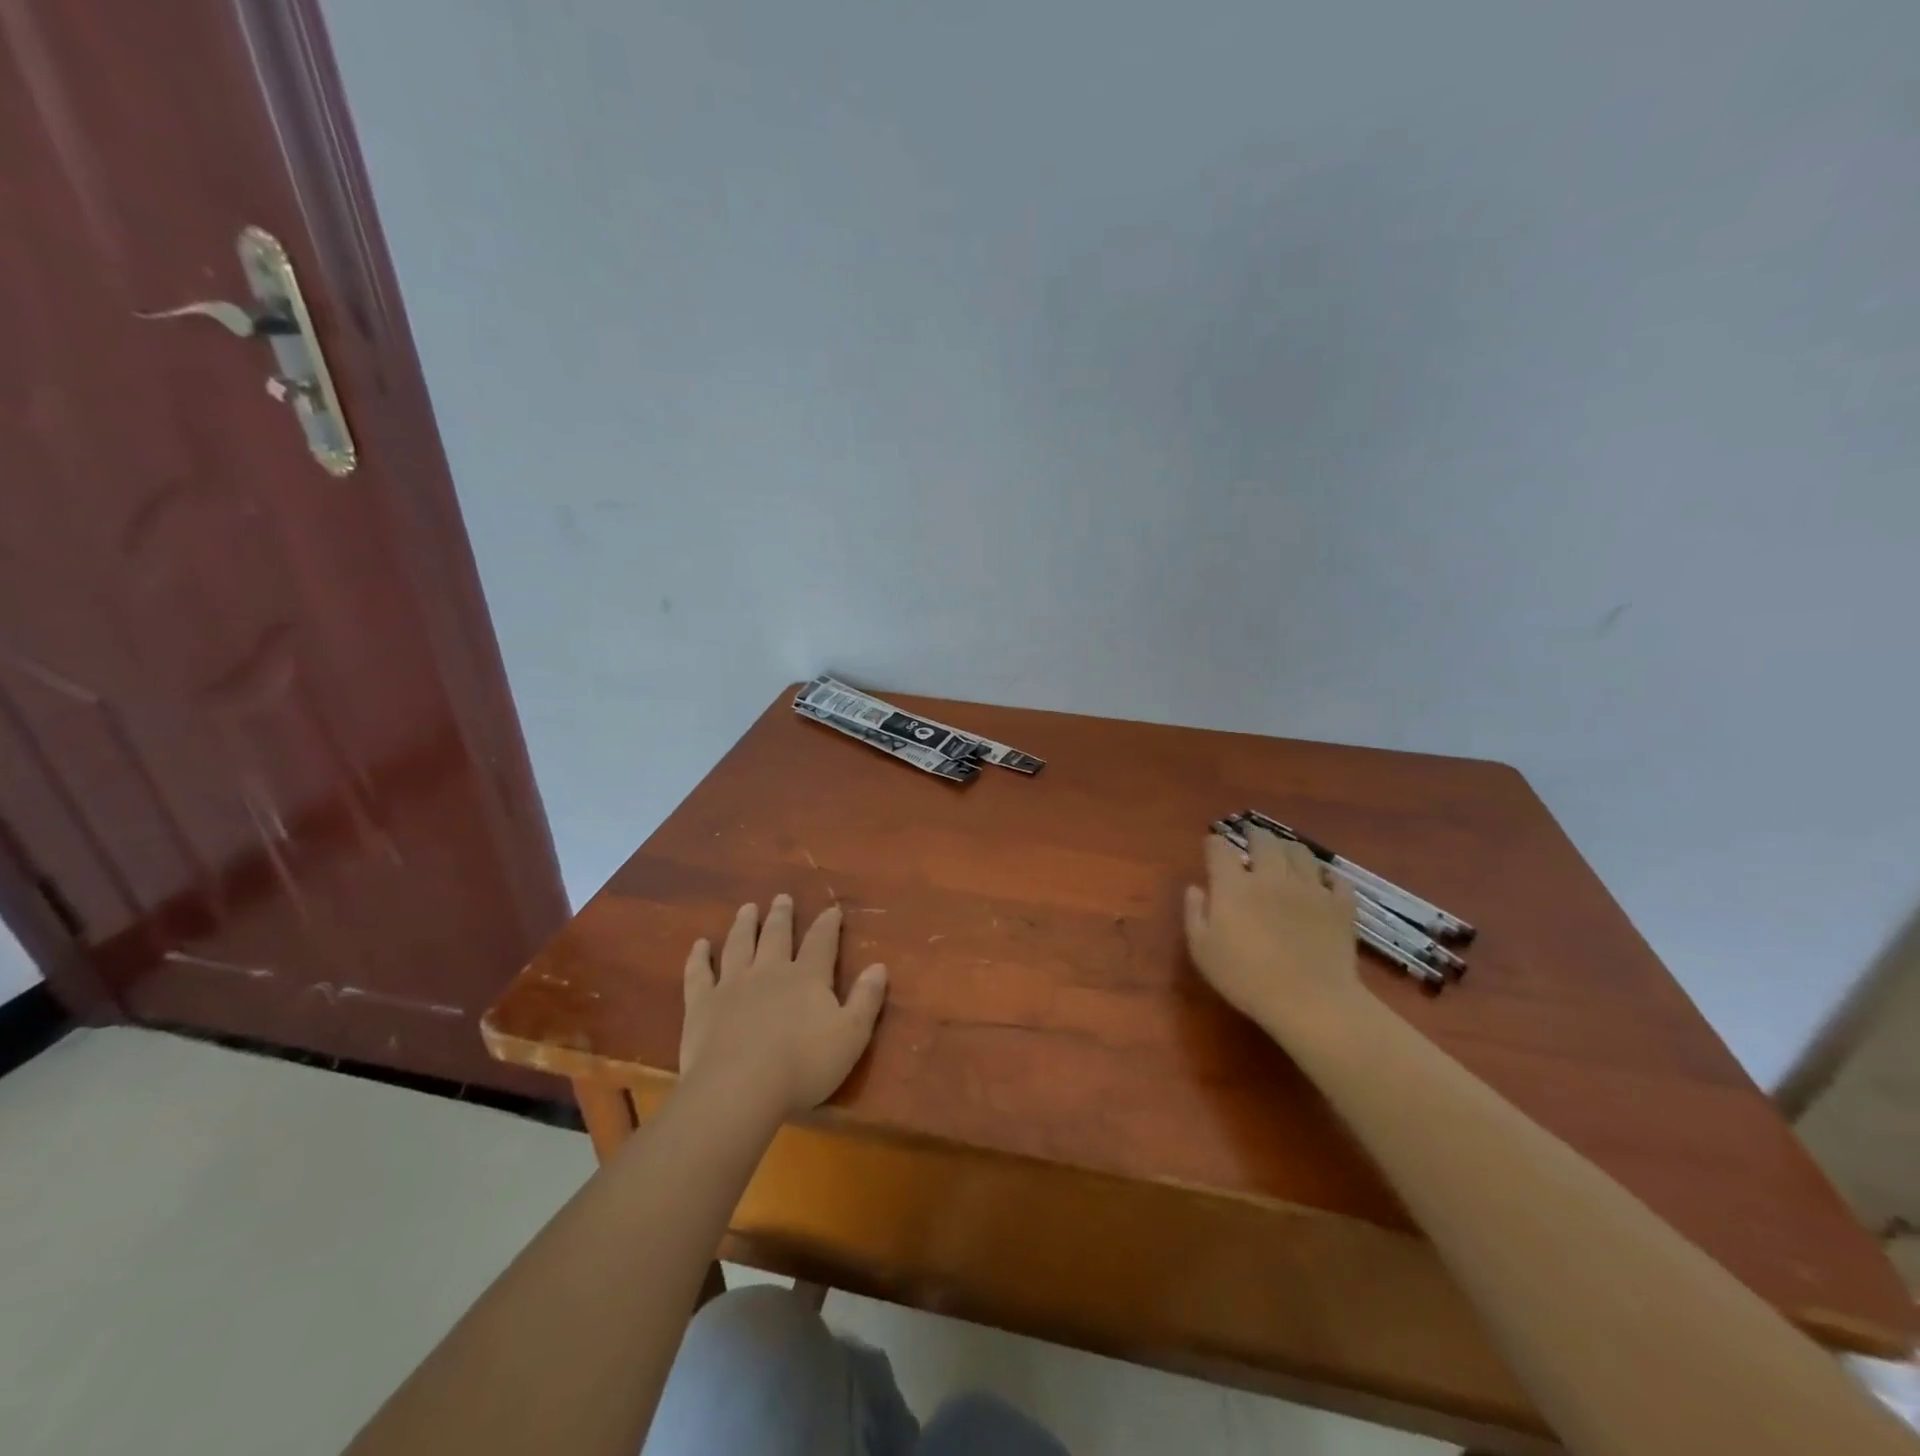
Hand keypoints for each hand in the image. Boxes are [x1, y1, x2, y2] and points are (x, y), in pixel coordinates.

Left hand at [680, 895, 888, 1120]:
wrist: (739, 1089)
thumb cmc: (803, 1065)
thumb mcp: (851, 1036)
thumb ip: (866, 999)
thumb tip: (879, 966)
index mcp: (808, 977)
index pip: (821, 942)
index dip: (828, 925)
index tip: (832, 909)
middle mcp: (770, 971)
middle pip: (777, 935)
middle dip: (782, 915)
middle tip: (782, 898)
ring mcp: (732, 984)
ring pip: (740, 945)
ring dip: (745, 925)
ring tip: (747, 909)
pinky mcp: (702, 1004)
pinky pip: (699, 973)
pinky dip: (699, 957)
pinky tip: (699, 945)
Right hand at [1184, 828, 1367, 1038]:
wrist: (1310, 1000)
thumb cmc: (1246, 979)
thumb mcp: (1202, 951)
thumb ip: (1195, 914)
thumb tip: (1195, 888)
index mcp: (1234, 886)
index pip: (1220, 850)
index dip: (1215, 844)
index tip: (1212, 846)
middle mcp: (1271, 876)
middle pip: (1263, 841)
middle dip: (1254, 834)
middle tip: (1251, 836)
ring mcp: (1309, 888)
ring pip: (1300, 852)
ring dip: (1288, 848)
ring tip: (1284, 852)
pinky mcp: (1339, 905)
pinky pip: (1336, 879)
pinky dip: (1327, 876)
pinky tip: (1323, 882)